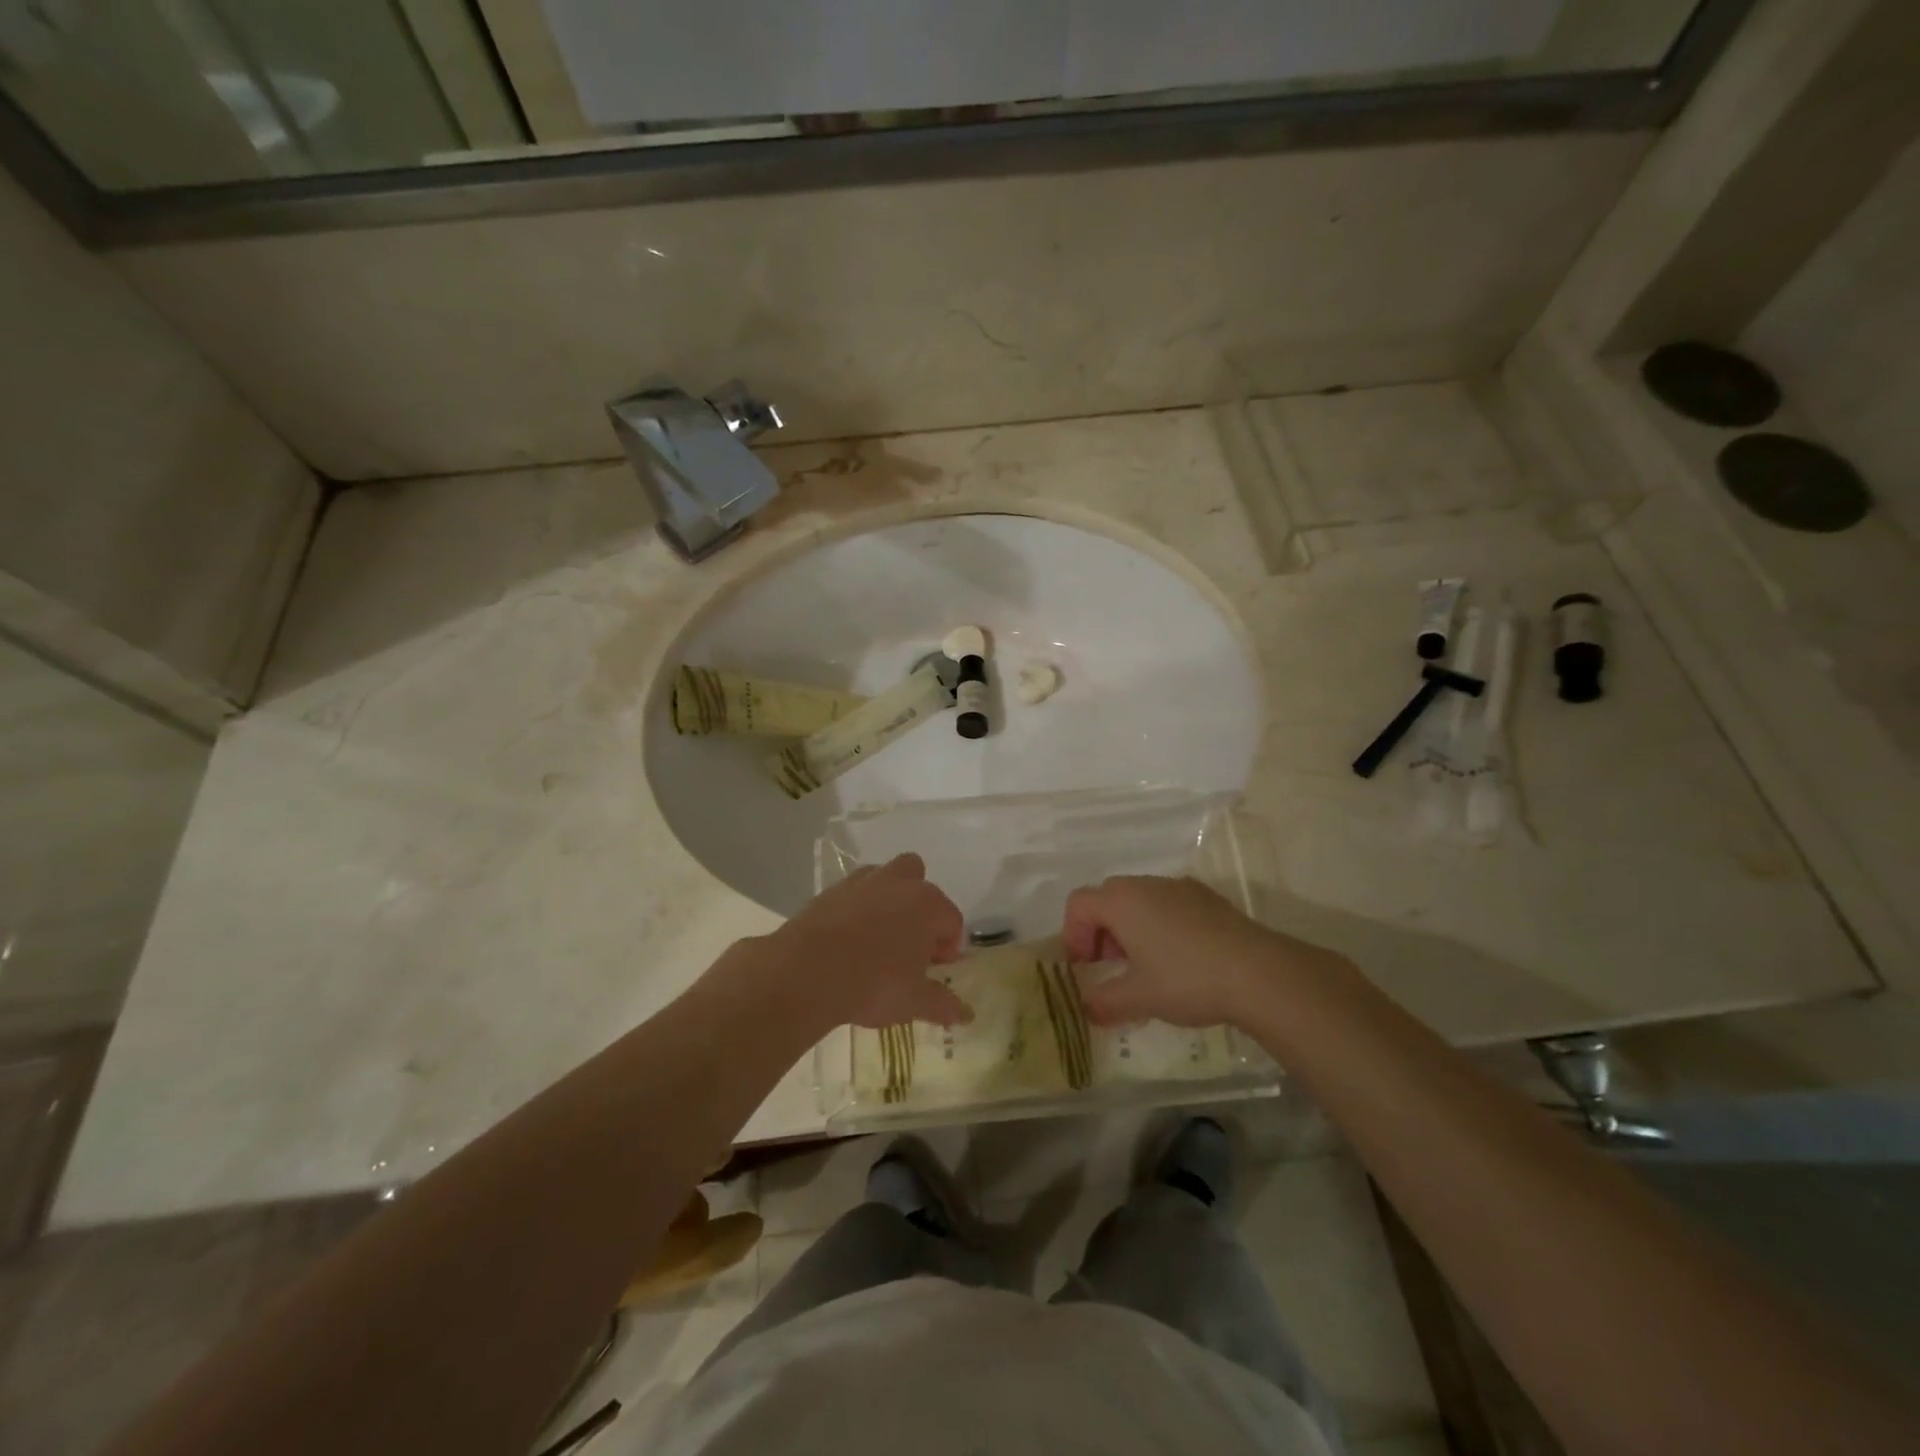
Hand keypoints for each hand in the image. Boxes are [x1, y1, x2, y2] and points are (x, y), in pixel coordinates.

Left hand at [761, 854, 969, 1031]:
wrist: (807, 972)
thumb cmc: (873, 984)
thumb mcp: (914, 1001)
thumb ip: (943, 1004)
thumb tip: (965, 1014)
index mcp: (928, 905)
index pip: (952, 921)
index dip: (948, 948)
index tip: (934, 970)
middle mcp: (899, 883)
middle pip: (920, 883)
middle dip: (920, 909)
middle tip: (910, 946)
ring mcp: (863, 882)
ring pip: (885, 880)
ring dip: (889, 901)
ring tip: (878, 940)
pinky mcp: (831, 890)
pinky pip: (854, 893)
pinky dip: (857, 909)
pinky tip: (848, 940)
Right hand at [1063, 876, 1328, 1028]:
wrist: (1259, 973)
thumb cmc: (1187, 980)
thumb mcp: (1139, 997)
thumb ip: (1103, 1002)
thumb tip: (1085, 1009)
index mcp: (1122, 901)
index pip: (1078, 904)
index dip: (1073, 935)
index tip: (1085, 968)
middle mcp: (1147, 885)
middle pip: (1107, 897)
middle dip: (1101, 931)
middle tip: (1111, 967)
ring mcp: (1180, 887)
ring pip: (1140, 900)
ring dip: (1131, 928)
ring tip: (1146, 967)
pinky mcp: (1208, 898)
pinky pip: (1169, 904)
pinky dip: (1161, 925)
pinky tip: (1180, 960)